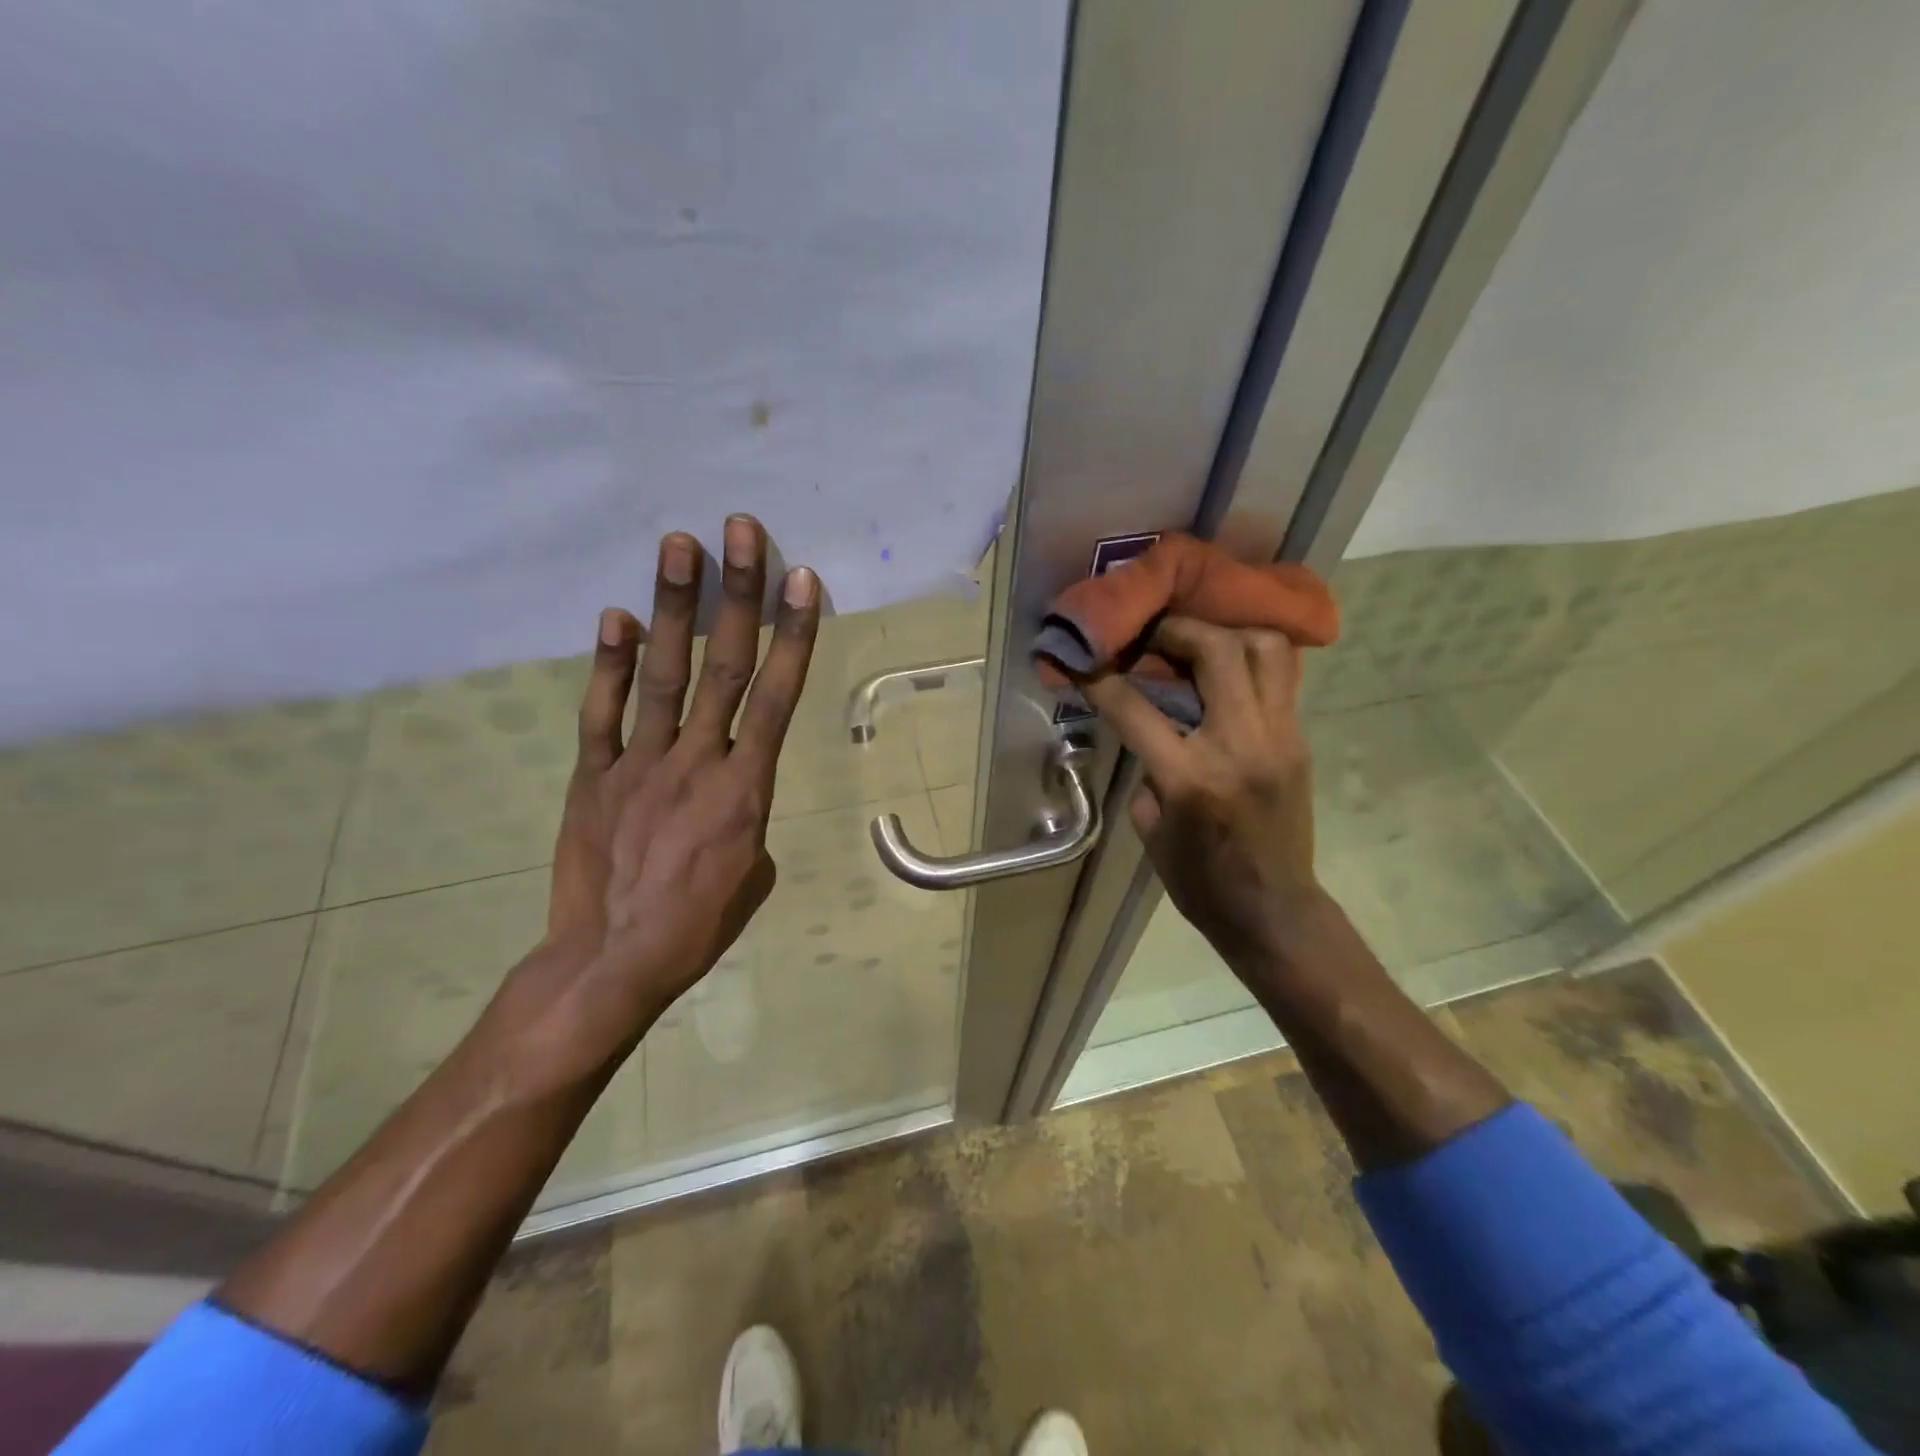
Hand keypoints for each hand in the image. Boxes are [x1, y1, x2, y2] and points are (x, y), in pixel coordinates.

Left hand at [542, 513, 818, 1050]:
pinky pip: (601, 713)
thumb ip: (749, 814)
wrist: (613, 960)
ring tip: (678, 546)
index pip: (777, 698)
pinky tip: (616, 618)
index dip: (790, 635)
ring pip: (664, 676)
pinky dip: (610, 665)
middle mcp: (696, 761)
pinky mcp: (591, 776)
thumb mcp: (754, 873)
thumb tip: (733, 784)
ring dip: (673, 608)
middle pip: (724, 667)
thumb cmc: (699, 924)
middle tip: (739, 530)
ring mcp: (639, 764)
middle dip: (735, 595)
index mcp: (746, 788)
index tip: (798, 580)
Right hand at [1079, 618, 1321, 968]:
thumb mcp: (1151, 828)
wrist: (1274, 911)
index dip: (1100, 677)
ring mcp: (1279, 738)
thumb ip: (1147, 769)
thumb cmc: (1200, 881)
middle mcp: (1240, 745)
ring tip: (1196, 641)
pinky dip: (1250, 658)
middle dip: (1175, 629)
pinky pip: (1281, 676)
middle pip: (1215, 651)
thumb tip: (1150, 726)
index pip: (1136, 707)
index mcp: (1191, 778)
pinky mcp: (1299, 740)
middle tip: (1150, 632)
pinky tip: (1225, 666)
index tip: (1080, 656)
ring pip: (1264, 649)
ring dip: (1225, 633)